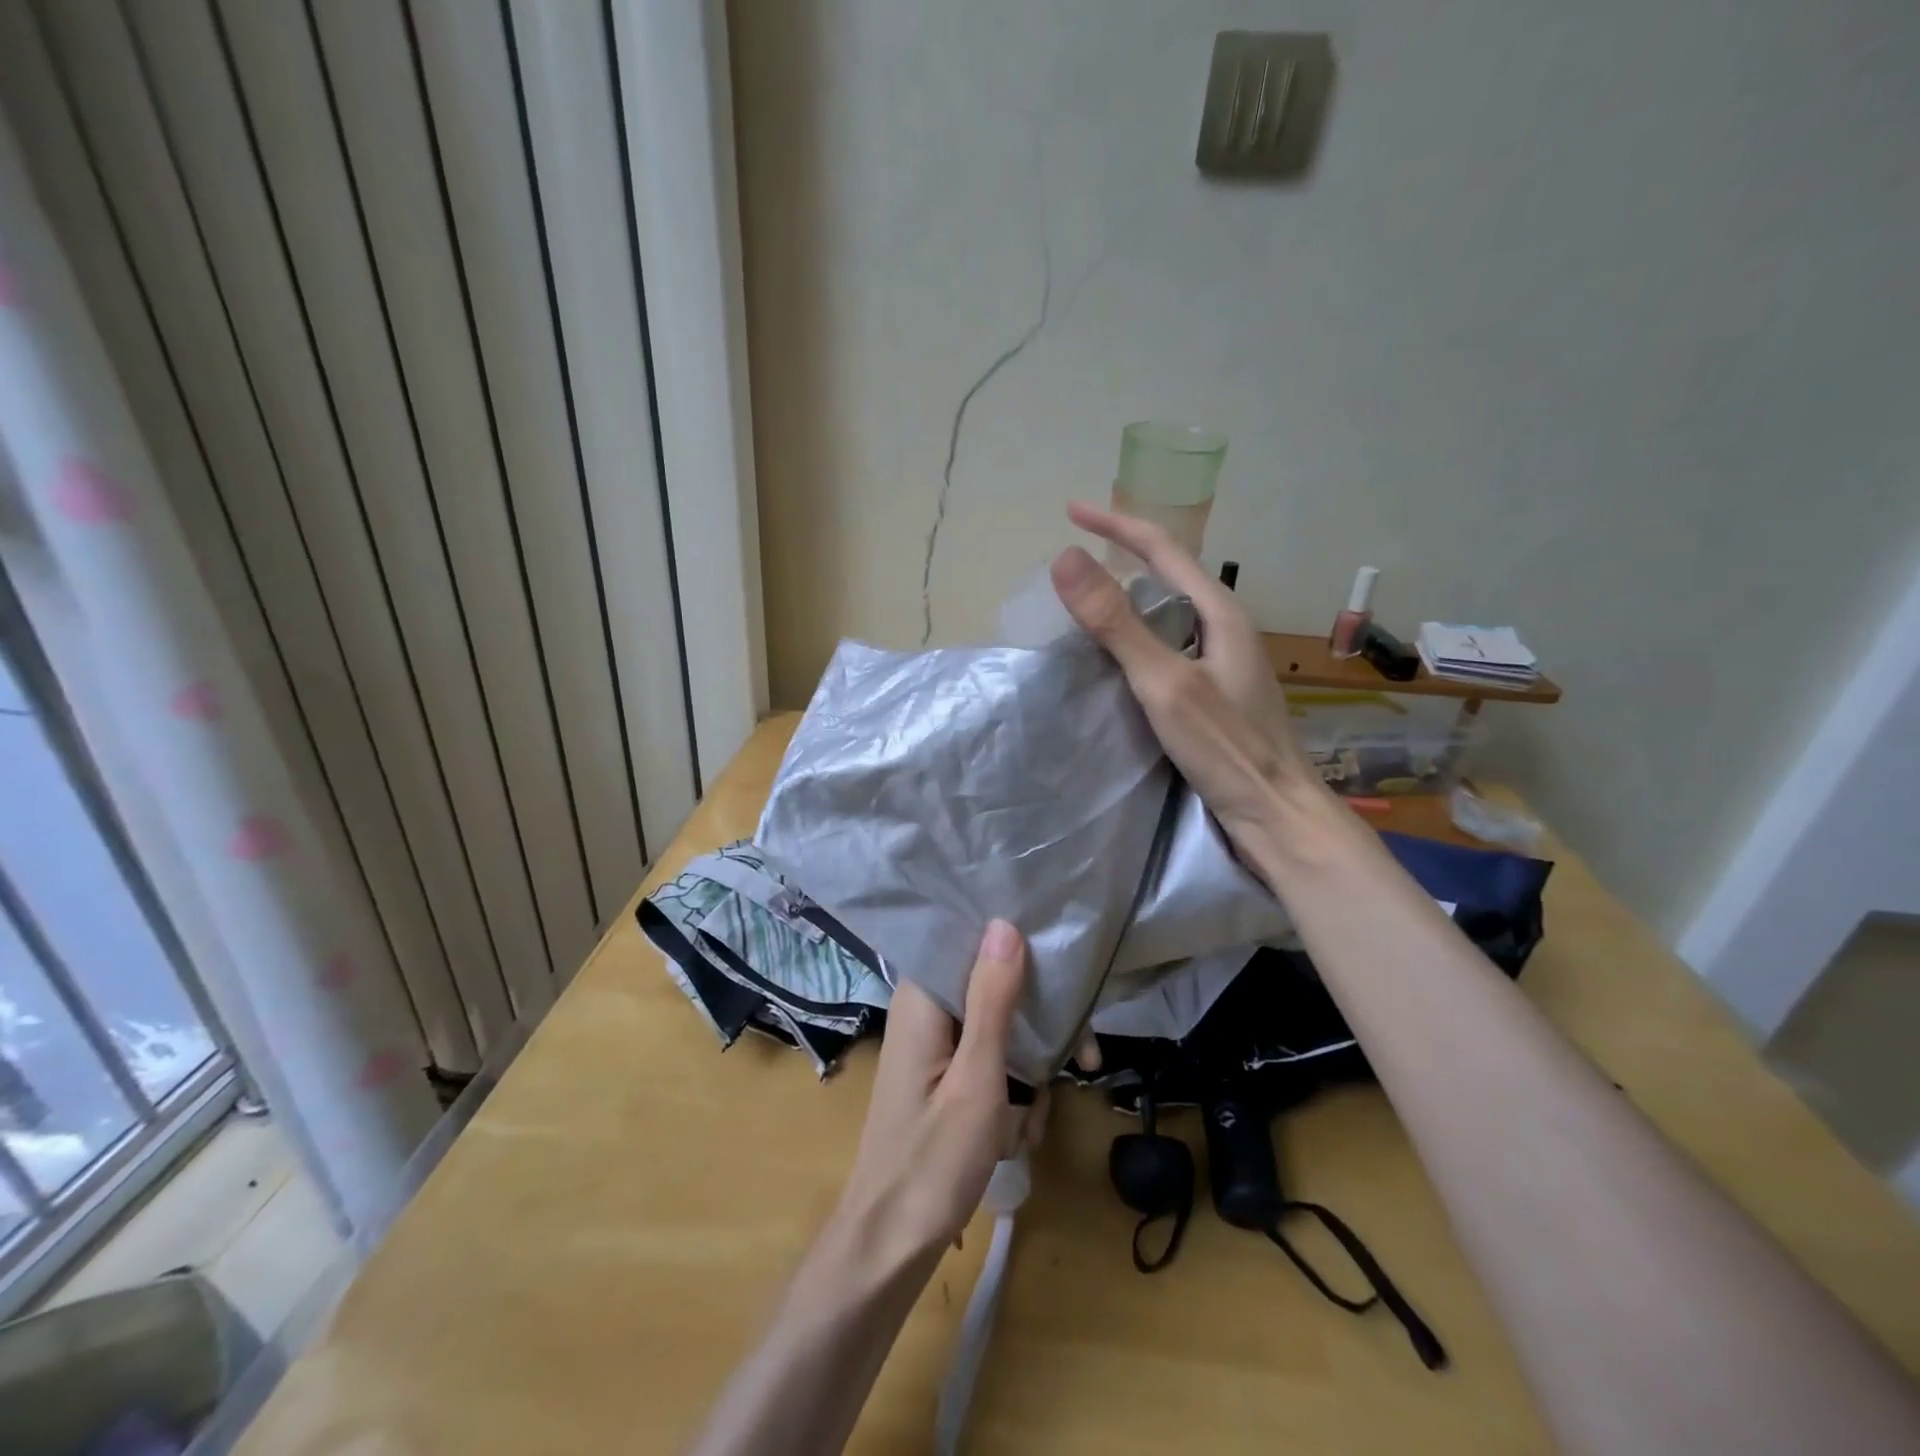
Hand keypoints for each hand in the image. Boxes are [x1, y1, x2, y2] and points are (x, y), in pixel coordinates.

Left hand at [839, 920, 1045, 1258]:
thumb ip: (993, 999)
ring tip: (1032, 1121)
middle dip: (1039, 1027)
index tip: (1064, 966)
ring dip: (1028, 1071)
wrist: (889, 1246)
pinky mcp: (943, 1075)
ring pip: (999, 1030)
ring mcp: (934, 1046)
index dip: (1019, 947)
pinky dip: (1010, 1093)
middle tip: (1084, 1061)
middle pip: (994, 988)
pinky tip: (1016, 1135)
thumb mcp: (976, 1079)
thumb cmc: (932, 1161)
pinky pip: (988, 1062)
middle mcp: (926, 1011)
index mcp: (923, 999)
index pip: (971, 942)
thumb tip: (1005, 923)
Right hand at [1050, 502, 1325, 854]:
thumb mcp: (1164, 683)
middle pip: (1168, 575)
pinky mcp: (1217, 689)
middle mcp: (1226, 626)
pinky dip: (1139, 636)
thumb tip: (1065, 558)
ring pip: (1169, 612)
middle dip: (1123, 556)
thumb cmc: (1226, 748)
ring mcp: (1224, 659)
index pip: (1162, 549)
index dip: (1115, 524)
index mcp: (1219, 612)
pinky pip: (1170, 644)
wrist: (1277, 813)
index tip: (1069, 510)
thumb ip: (1116, 623)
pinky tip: (1119, 658)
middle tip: (1076, 561)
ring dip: (1130, 599)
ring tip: (1088, 603)